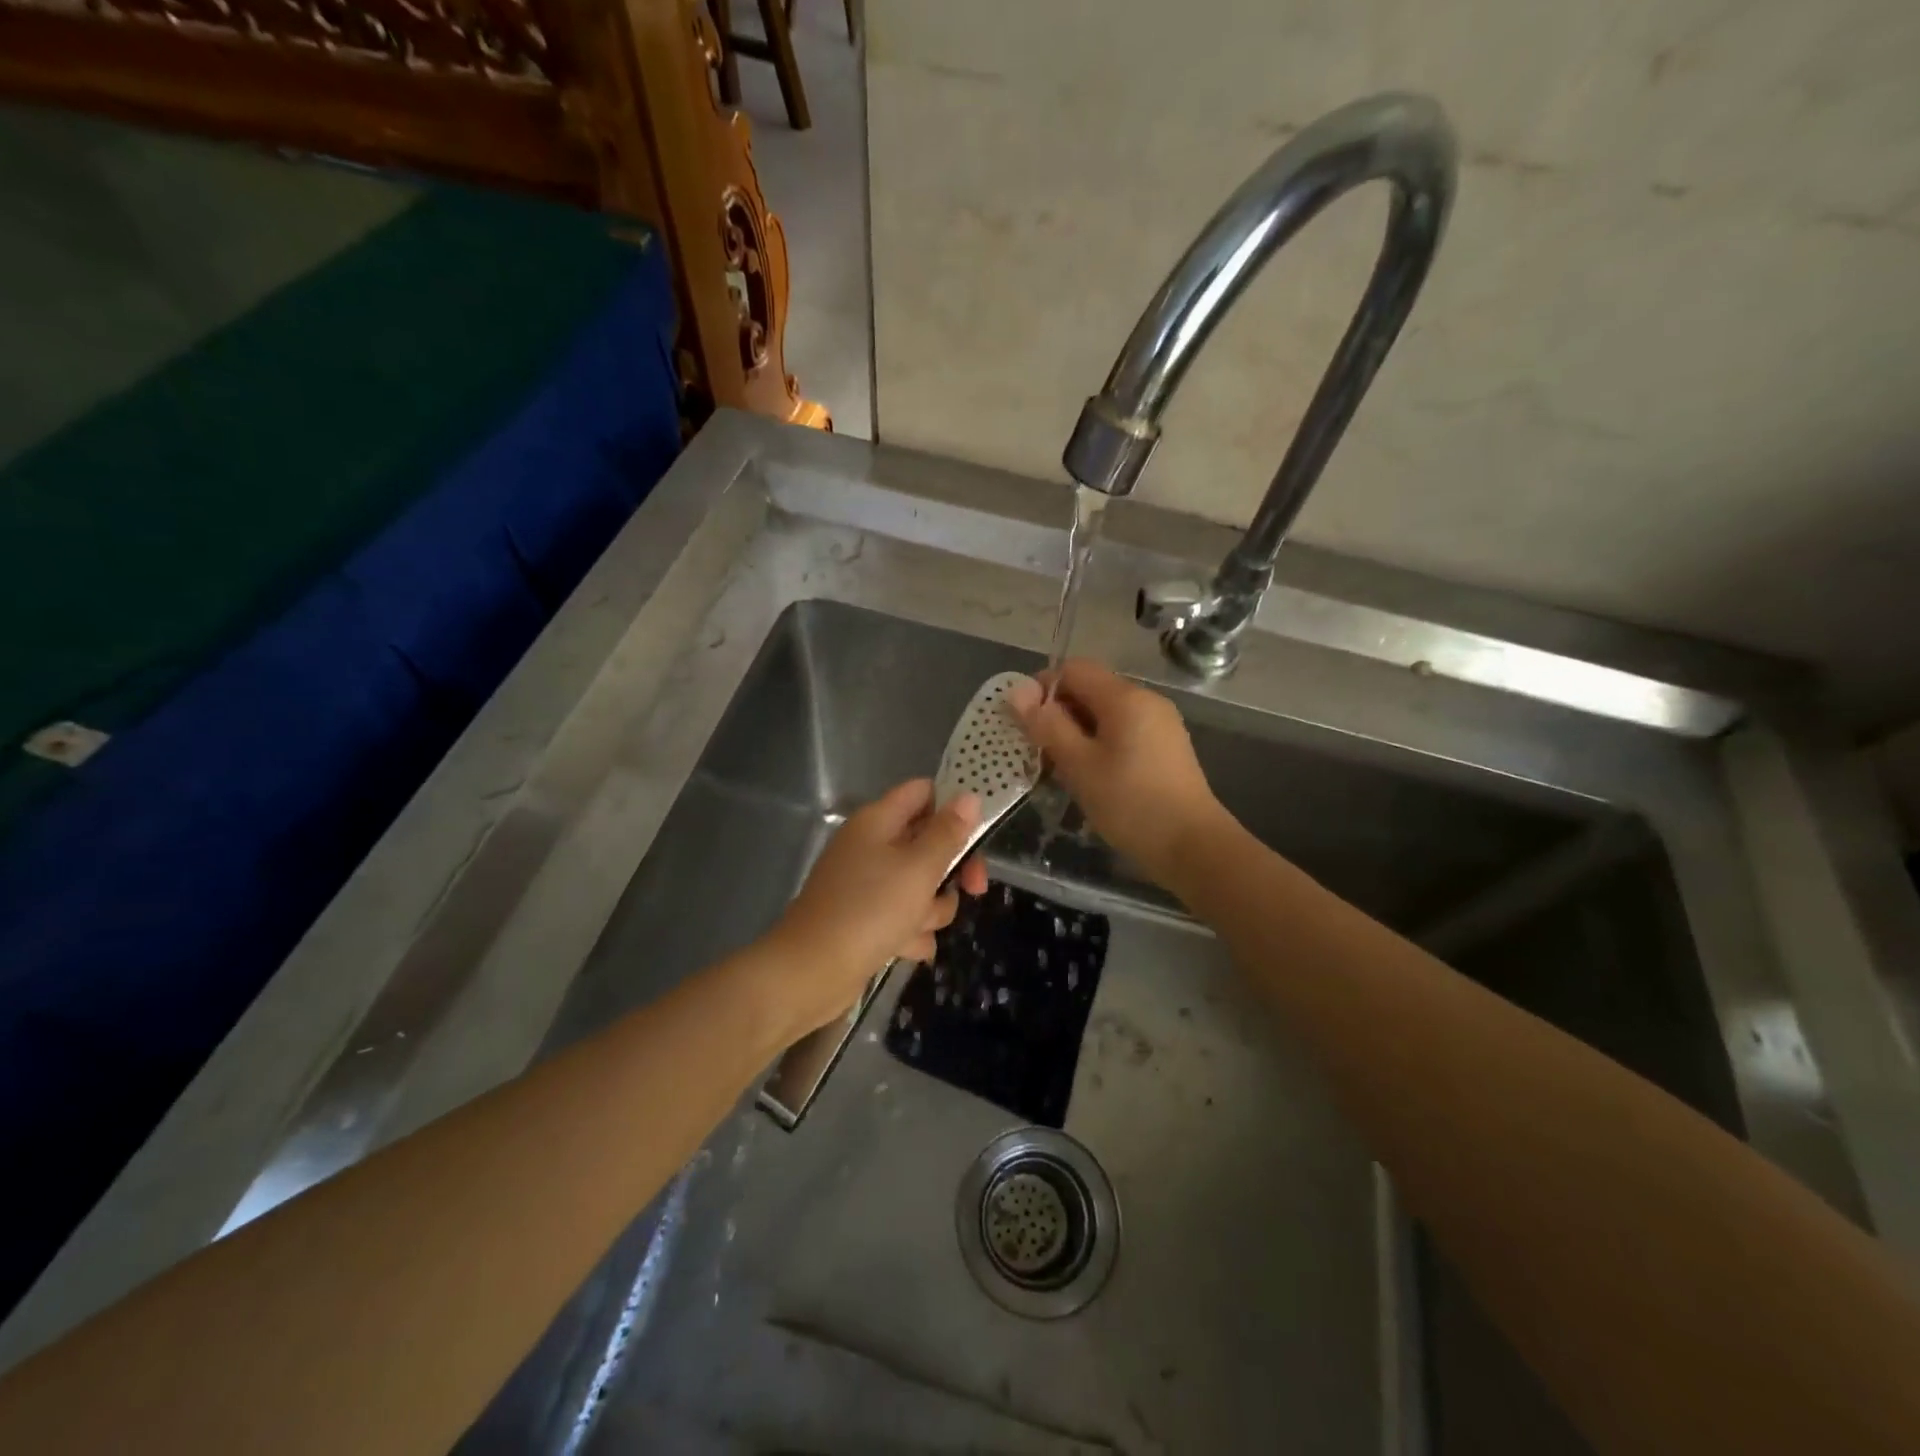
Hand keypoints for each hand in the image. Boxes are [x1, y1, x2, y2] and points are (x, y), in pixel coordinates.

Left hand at [765, 779, 988, 1037]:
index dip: (952, 807)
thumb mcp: (919, 868)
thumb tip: (969, 796)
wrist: (812, 971)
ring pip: (920, 885)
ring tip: (916, 927)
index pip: (923, 792)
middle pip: (928, 843)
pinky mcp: (864, 918)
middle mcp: (871, 846)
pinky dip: (909, 933)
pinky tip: (904, 950)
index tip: (978, 833)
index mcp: (878, 821)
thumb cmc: (870, 910)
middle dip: (951, 870)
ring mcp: (866, 884)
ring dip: (930, 909)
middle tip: (974, 889)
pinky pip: (903, 916)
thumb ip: (948, 833)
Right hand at [1008, 660, 1225, 887]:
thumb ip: (1047, 725)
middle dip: (1058, 714)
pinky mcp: (1165, 747)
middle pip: (1090, 689)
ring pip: (1105, 713)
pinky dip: (1099, 744)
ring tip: (1061, 769)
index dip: (1042, 688)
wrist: (1193, 847)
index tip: (1025, 724)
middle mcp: (1146, 700)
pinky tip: (1091, 777)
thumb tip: (1017, 691)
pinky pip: (1122, 732)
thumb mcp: (1079, 765)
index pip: (1073, 669)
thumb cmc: (1130, 804)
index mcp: (1125, 697)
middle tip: (1038, 752)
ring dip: (1077, 732)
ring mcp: (1160, 724)